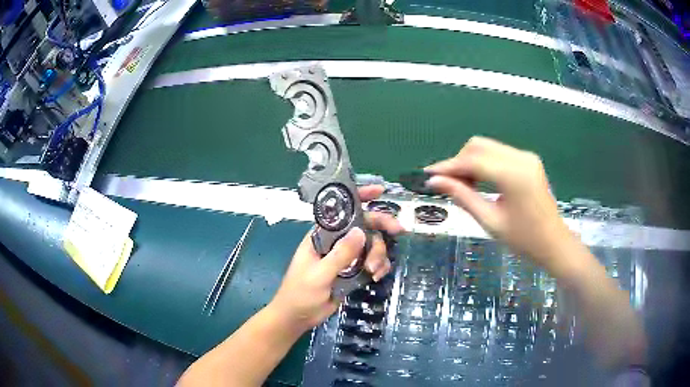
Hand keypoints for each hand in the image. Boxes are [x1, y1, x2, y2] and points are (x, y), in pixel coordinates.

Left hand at [269, 185, 403, 332]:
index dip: (359, 197)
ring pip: (371, 244)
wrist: (298, 317)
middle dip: (381, 226)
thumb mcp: (319, 274)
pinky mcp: (354, 271)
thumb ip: (339, 255)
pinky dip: (379, 266)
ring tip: (374, 271)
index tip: (380, 191)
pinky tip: (377, 276)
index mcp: (321, 235)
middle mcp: (336, 241)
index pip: (340, 209)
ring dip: (379, 254)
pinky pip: (372, 262)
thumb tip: (361, 231)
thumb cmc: (300, 293)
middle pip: (363, 225)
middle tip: (399, 230)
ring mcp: (346, 256)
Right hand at [425, 137, 573, 272]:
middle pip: (479, 146)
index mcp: (513, 175)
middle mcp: (521, 158)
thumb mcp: (490, 221)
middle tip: (446, 183)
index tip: (428, 174)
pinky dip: (484, 162)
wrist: (554, 242)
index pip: (473, 160)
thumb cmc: (524, 239)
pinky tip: (480, 180)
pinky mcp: (528, 160)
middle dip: (459, 161)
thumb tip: (435, 182)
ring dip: (470, 161)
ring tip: (462, 184)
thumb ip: (463, 196)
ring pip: (488, 147)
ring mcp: (526, 156)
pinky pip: (499, 153)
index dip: (448, 166)